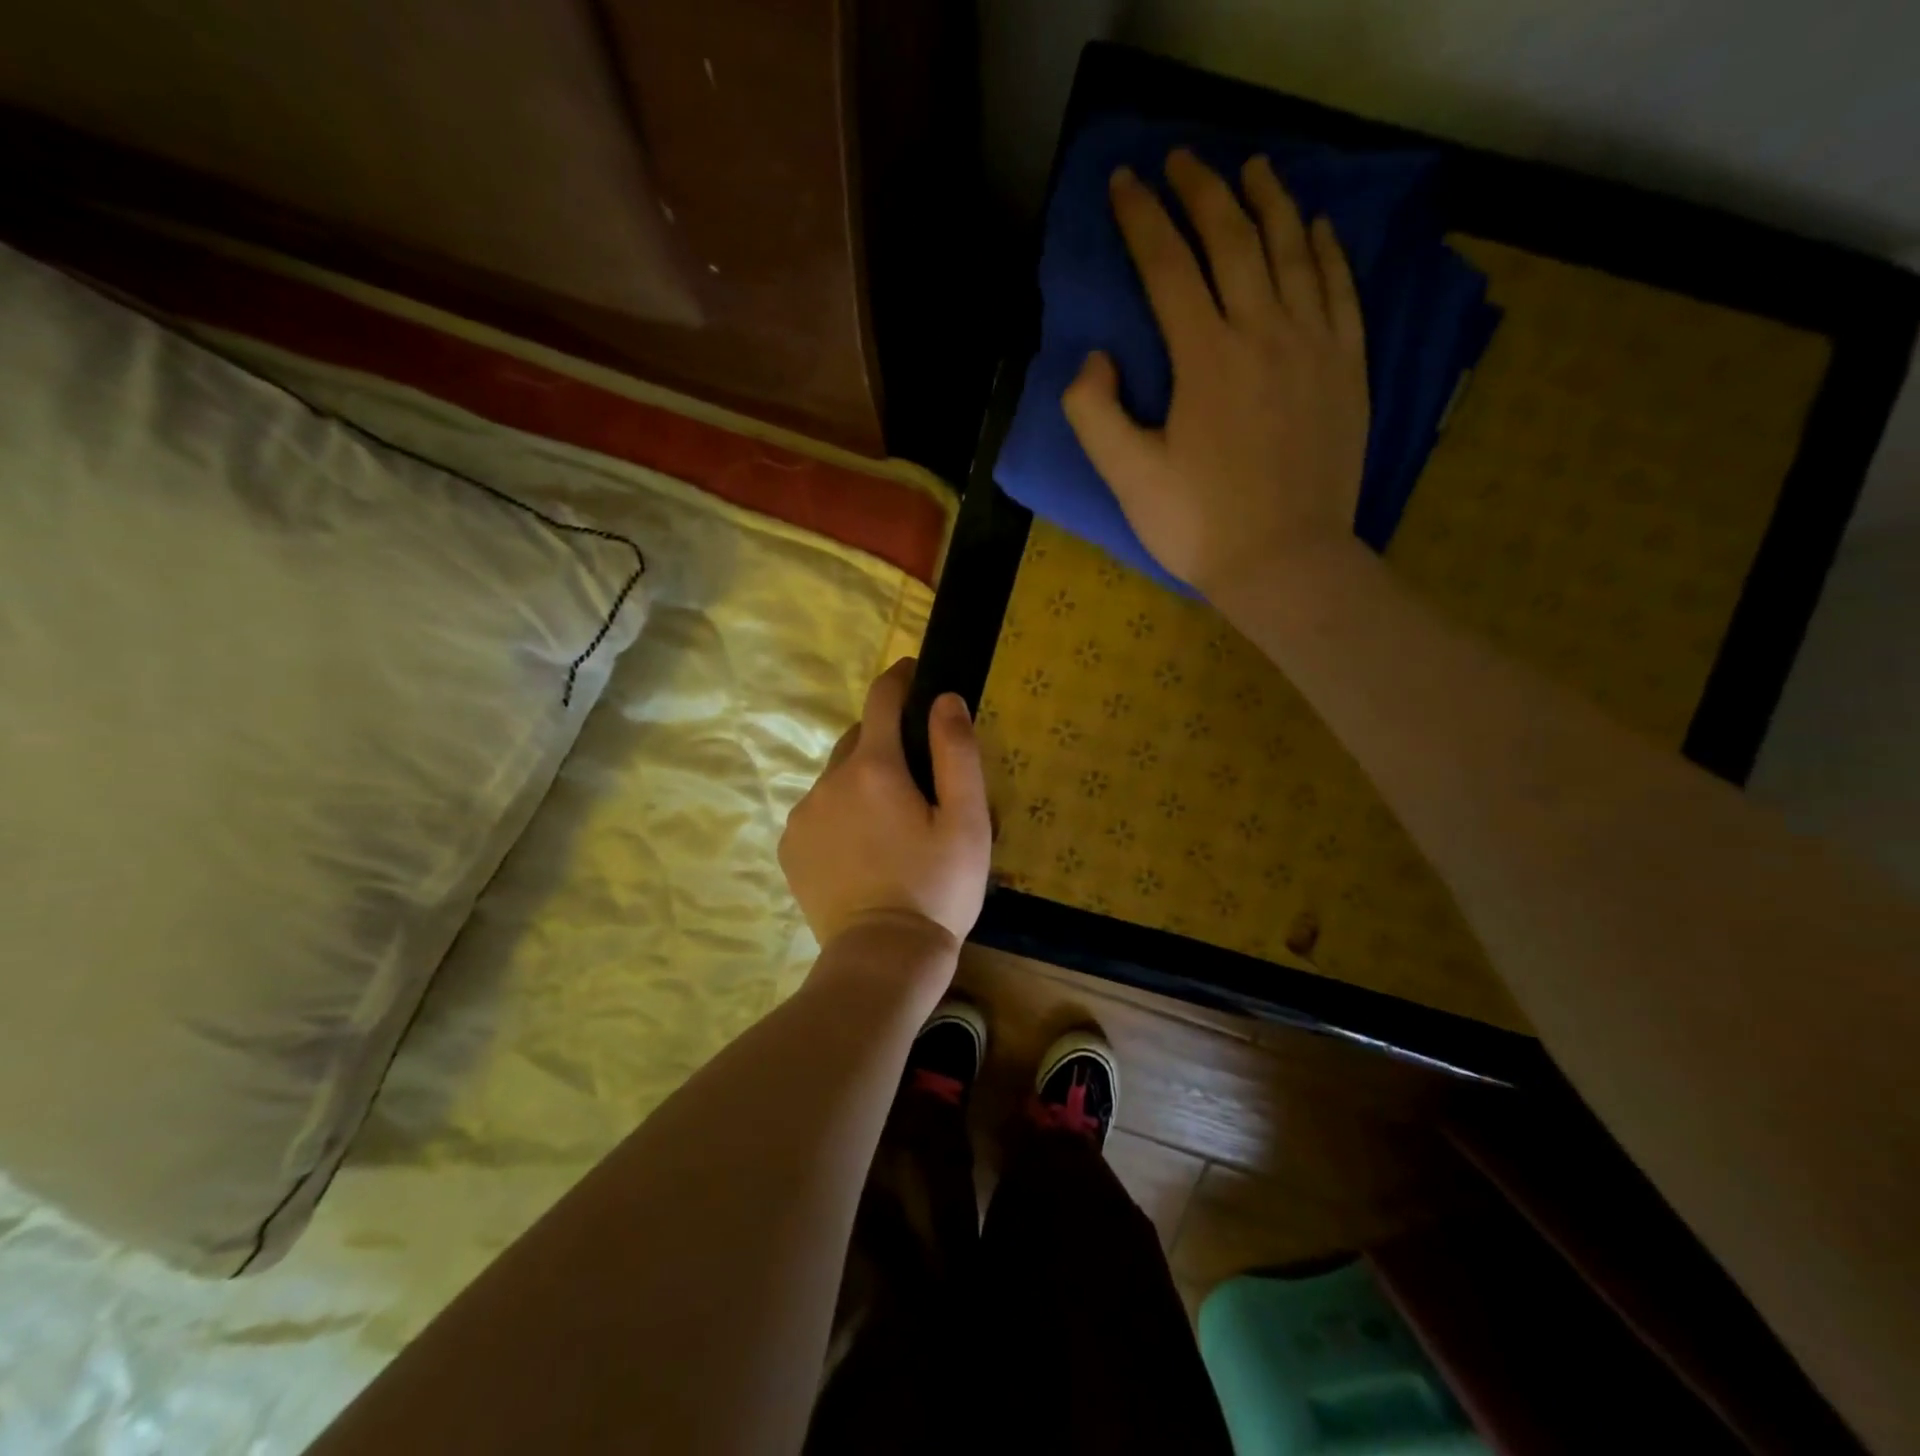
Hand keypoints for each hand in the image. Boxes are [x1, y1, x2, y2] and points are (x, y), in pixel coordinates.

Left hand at [779, 659, 991, 954]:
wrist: (883, 958)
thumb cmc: (937, 888)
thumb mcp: (967, 821)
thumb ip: (957, 752)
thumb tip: (944, 699)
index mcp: (874, 767)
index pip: (882, 699)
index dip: (900, 679)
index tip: (915, 673)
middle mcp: (829, 780)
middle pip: (858, 738)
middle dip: (886, 741)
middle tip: (918, 778)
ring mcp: (802, 814)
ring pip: (837, 777)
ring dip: (862, 780)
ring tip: (891, 822)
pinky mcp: (791, 846)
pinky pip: (819, 810)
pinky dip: (840, 811)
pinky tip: (862, 848)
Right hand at [1062, 148, 1370, 600]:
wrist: (1285, 564)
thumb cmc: (1199, 527)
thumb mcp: (1127, 478)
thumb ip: (1095, 413)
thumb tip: (1096, 358)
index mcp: (1205, 358)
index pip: (1168, 266)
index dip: (1142, 218)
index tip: (1124, 182)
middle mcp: (1263, 332)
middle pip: (1233, 239)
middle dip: (1202, 190)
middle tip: (1182, 159)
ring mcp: (1314, 347)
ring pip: (1294, 251)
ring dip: (1270, 201)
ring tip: (1253, 168)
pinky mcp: (1347, 369)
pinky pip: (1342, 290)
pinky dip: (1328, 250)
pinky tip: (1318, 227)